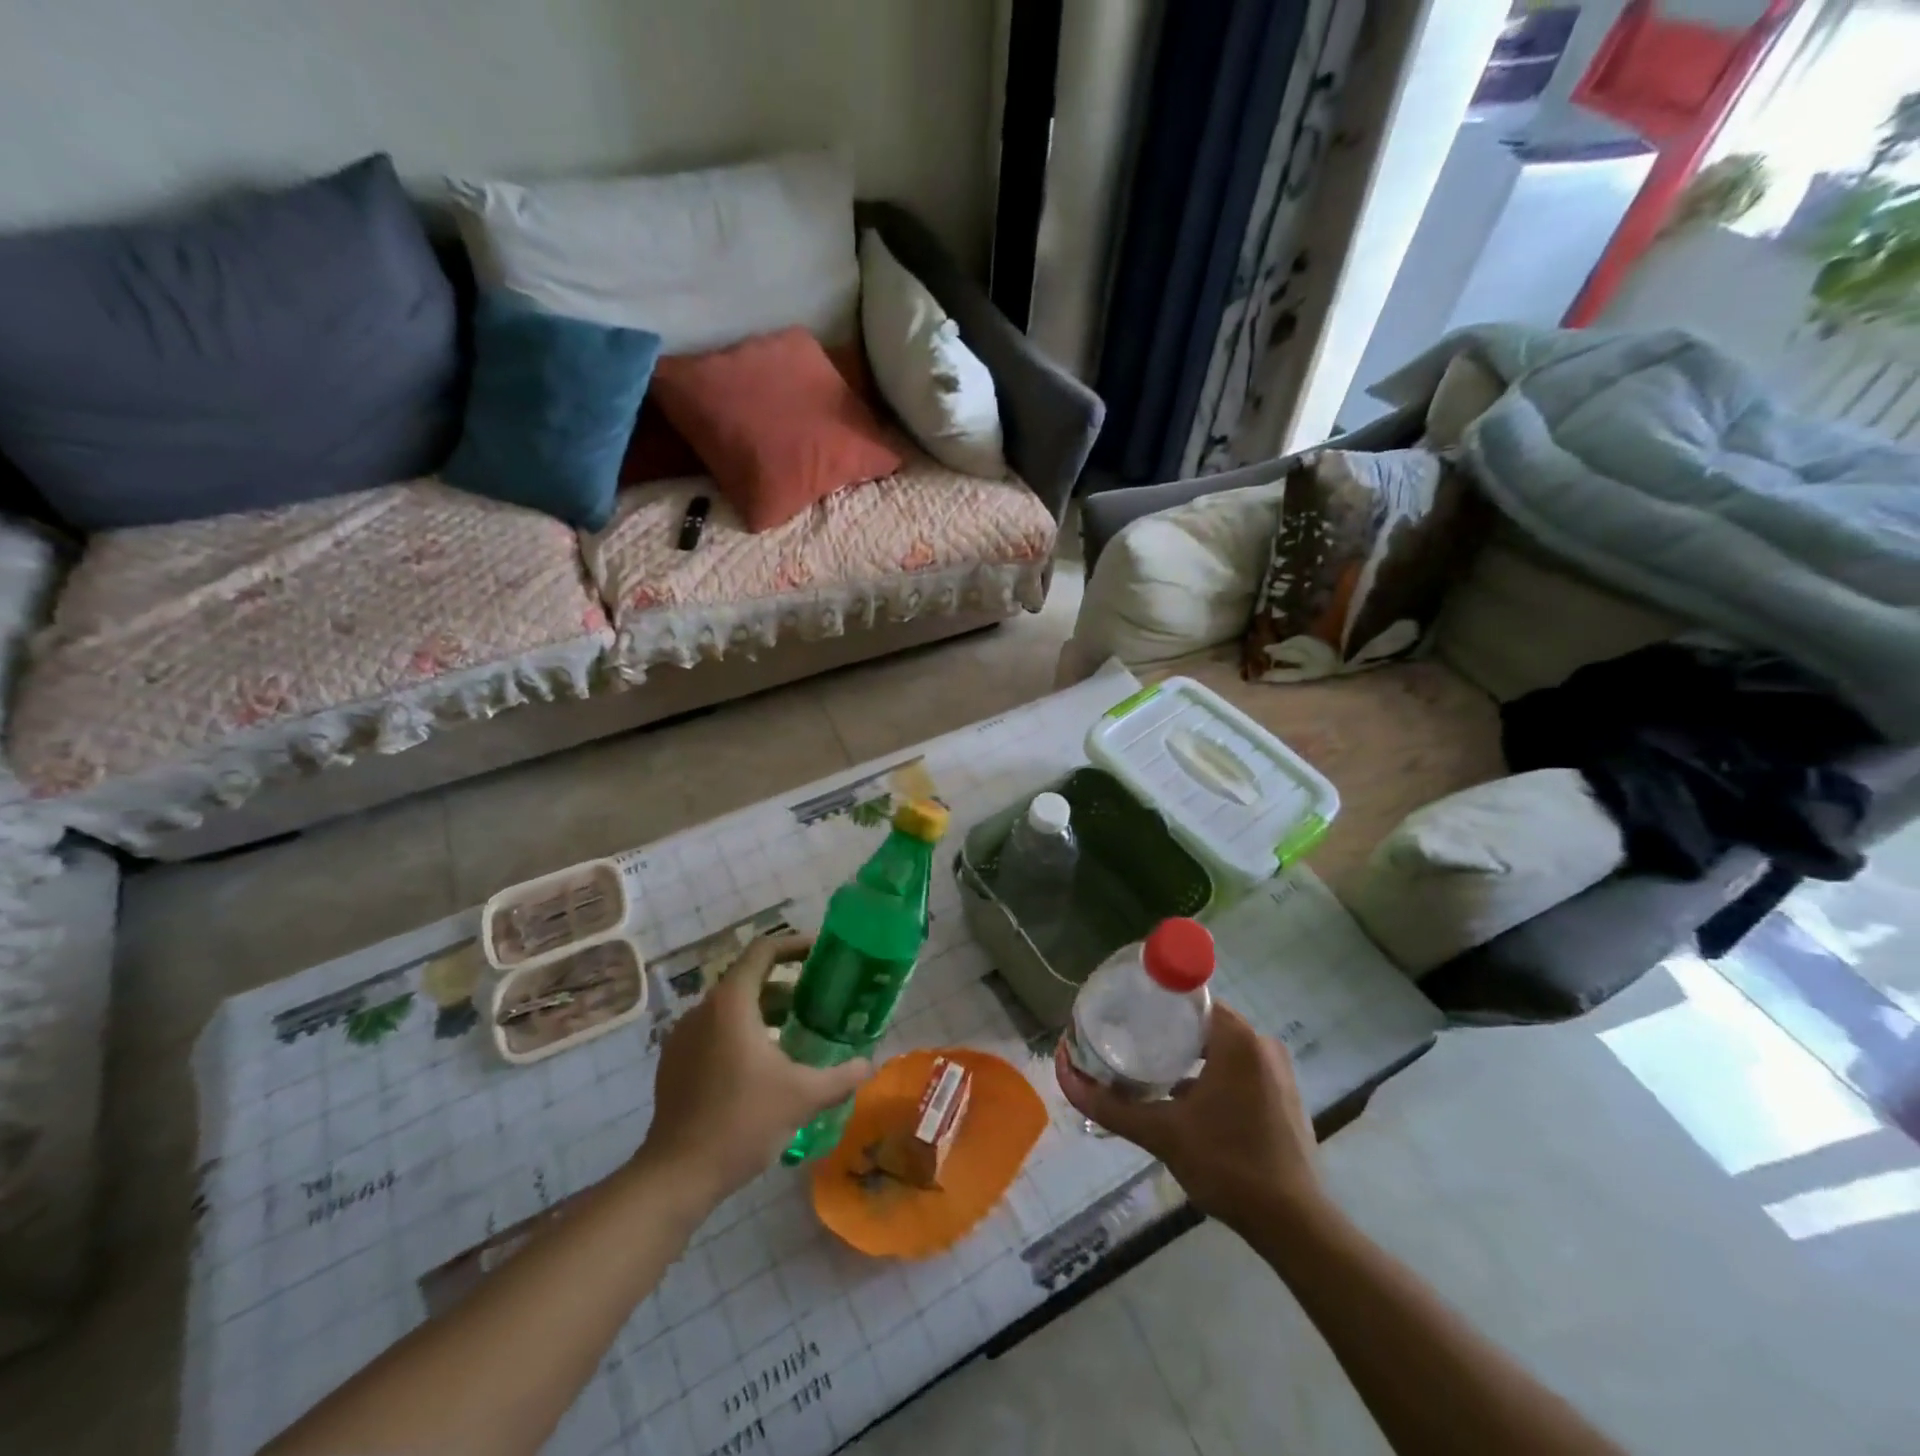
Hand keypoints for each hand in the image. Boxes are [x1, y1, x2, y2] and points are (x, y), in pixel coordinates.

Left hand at [639, 935, 870, 1207]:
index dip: (795, 944)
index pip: (764, 950)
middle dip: (786, 985)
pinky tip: (762, 1065)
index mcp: (732, 1003)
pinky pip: (713, 1031)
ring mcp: (682, 1036)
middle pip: (749, 979)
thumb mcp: (803, 1097)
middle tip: (819, 999)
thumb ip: (842, 1076)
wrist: (677, 1176)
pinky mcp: (674, 1062)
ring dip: (764, 1012)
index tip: (822, 952)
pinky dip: (740, 1033)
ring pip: (730, 1008)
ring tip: (796, 1033)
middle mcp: (703, 1009)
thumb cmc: (743, 1122)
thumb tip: (869, 1065)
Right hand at [1055, 1002, 1323, 1231]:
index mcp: (1238, 1039)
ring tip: (1149, 1072)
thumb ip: (1111, 1105)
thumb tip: (1064, 1075)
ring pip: (1220, 1049)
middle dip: (1166, 1032)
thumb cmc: (1228, 1165)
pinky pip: (1239, 1070)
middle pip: (1202, 1023)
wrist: (1294, 1226)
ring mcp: (1278, 1072)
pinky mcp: (1284, 1097)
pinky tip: (1185, 1103)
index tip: (1126, 1014)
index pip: (1189, 1000)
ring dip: (1188, 1058)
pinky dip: (1211, 1078)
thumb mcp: (1162, 1133)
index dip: (1155, 1002)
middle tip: (1128, 1044)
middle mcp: (1262, 1044)